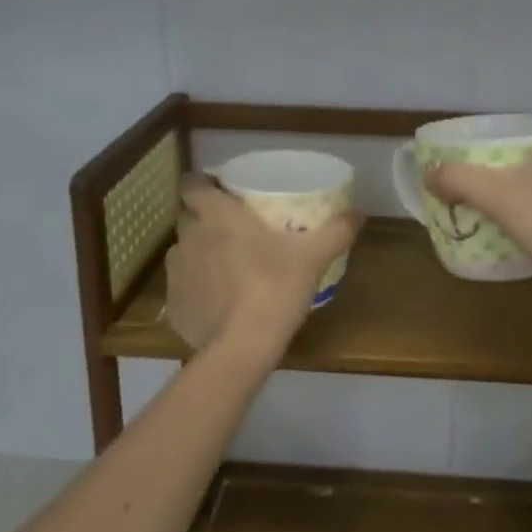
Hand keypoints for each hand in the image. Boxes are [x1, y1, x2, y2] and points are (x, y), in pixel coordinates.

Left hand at [165, 173, 363, 362]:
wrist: (243, 347)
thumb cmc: (275, 287)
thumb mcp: (313, 256)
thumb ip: (336, 230)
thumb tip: (358, 213)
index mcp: (216, 214)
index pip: (191, 183)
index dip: (201, 183)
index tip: (220, 190)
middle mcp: (188, 237)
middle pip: (188, 216)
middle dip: (204, 219)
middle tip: (233, 229)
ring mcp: (176, 272)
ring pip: (184, 251)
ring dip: (200, 253)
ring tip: (226, 267)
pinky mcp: (173, 305)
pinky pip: (183, 287)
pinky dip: (197, 288)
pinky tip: (219, 302)